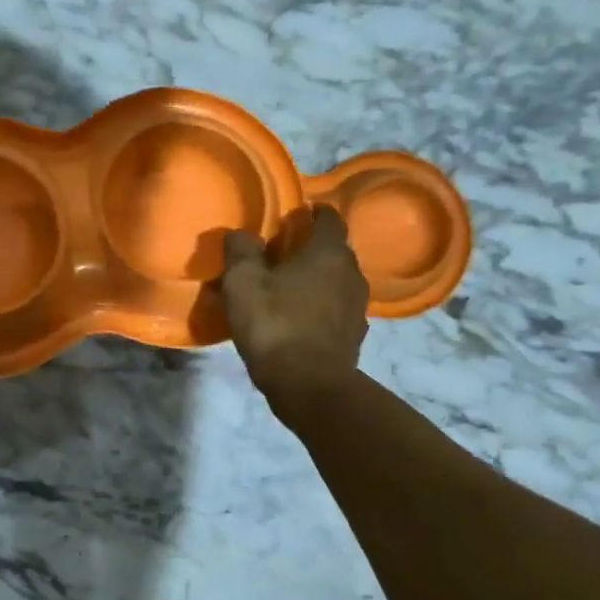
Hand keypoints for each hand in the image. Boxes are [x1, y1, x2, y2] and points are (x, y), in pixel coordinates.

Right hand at [219, 205, 367, 404]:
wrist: (309, 385)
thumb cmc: (275, 325)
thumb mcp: (242, 283)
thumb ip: (241, 251)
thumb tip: (241, 234)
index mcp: (328, 253)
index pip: (329, 218)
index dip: (313, 213)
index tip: (294, 216)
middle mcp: (352, 273)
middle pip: (334, 250)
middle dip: (311, 249)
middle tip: (282, 255)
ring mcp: (358, 306)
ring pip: (336, 281)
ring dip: (316, 280)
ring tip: (288, 289)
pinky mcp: (354, 335)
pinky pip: (336, 309)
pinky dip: (320, 307)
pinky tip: (299, 320)